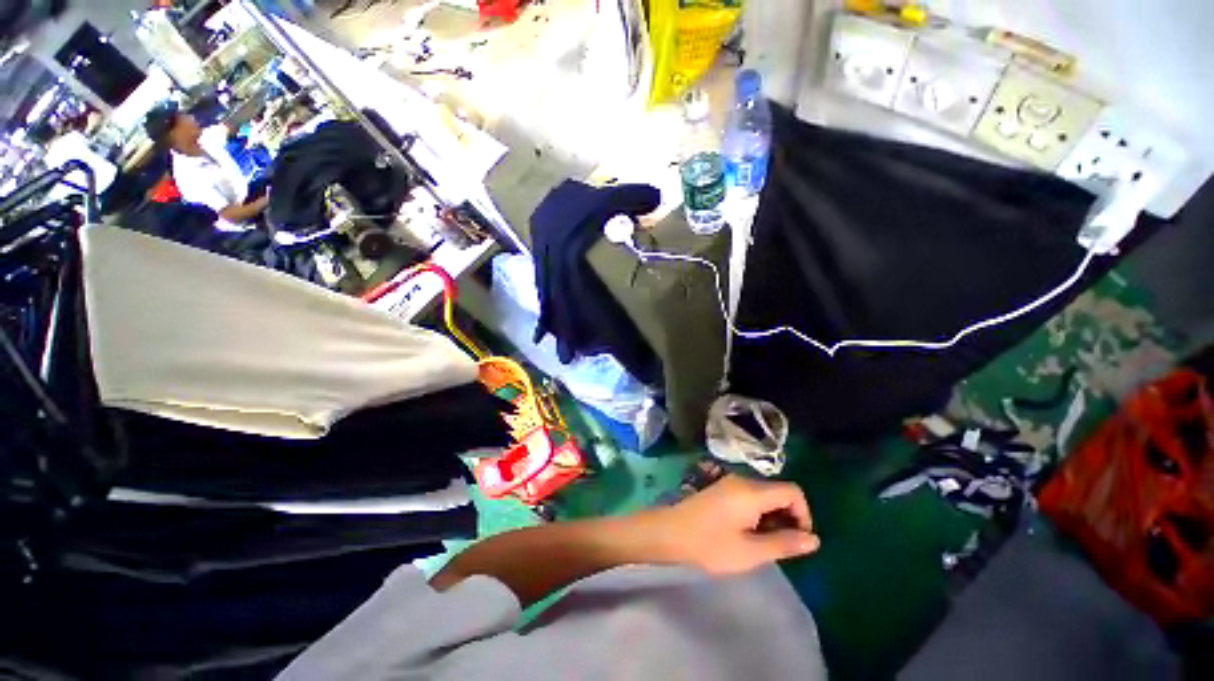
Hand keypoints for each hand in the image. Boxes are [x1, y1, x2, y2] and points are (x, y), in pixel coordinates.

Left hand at [642, 475, 819, 574]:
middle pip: (778, 492)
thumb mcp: (750, 551)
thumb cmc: (710, 544)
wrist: (670, 532)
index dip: (803, 514)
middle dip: (787, 518)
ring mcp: (729, 483)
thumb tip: (814, 539)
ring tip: (761, 543)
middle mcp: (742, 481)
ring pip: (764, 495)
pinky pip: (749, 496)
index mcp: (752, 492)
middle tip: (778, 546)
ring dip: (772, 517)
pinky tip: (746, 533)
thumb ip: (784, 544)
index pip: (793, 491)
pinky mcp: (721, 489)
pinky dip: (757, 513)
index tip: (798, 540)